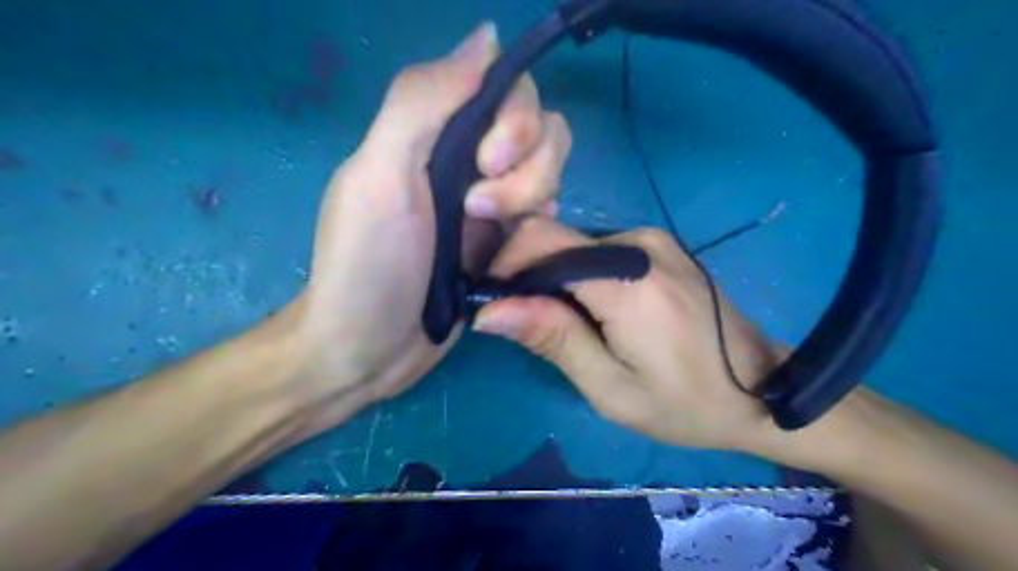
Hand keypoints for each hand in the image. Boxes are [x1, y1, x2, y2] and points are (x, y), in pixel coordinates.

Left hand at [286, 23, 568, 422]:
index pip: (507, 92)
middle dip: (527, 169)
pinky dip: (544, 224)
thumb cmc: (367, 266)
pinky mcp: (505, 243)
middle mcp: (468, 161)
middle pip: (541, 131)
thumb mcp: (379, 177)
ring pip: (551, 172)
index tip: (487, 163)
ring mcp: (492, 205)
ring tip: (491, 237)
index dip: (514, 120)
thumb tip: (487, 36)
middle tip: (480, 211)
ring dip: (533, 199)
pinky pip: (548, 216)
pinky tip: (519, 247)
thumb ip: (422, 101)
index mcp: (436, 135)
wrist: (368, 350)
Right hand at [472, 217, 779, 453]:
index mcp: (629, 280)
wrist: (760, 389)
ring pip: (573, 243)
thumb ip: (553, 339)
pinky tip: (591, 309)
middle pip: (555, 239)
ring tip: (562, 322)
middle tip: (526, 322)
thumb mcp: (610, 387)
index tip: (495, 303)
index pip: (542, 241)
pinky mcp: (658, 244)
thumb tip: (490, 310)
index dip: (505, 265)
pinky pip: (598, 248)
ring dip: (553, 277)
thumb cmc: (685, 403)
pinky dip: (578, 273)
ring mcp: (652, 238)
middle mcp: (640, 243)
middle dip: (526, 275)